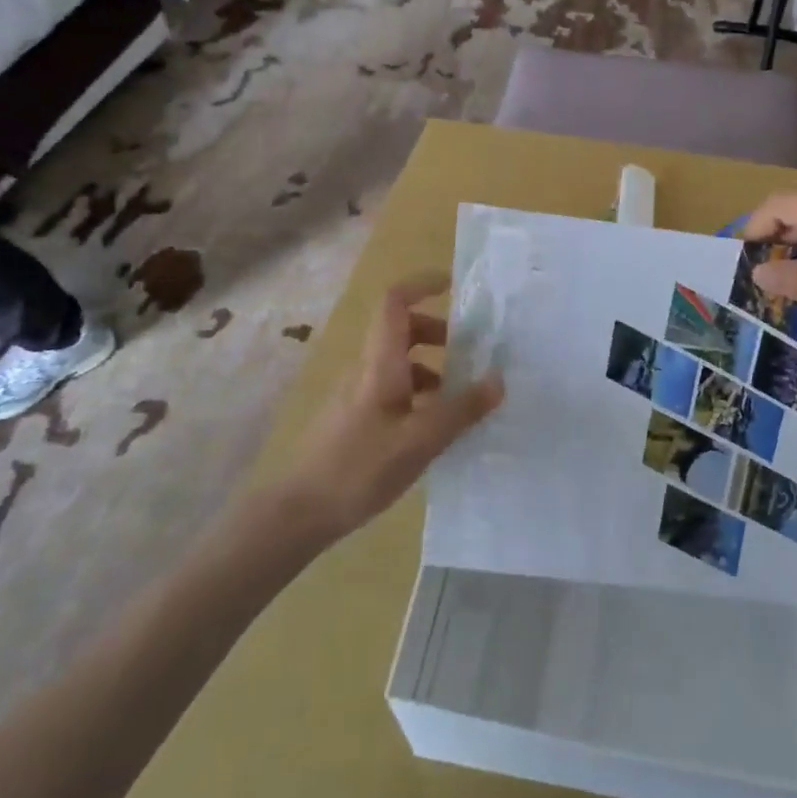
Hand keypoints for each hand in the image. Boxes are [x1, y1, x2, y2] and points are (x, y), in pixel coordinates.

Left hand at [284, 272, 504, 538]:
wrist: (298, 512)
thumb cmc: (360, 468)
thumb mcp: (420, 440)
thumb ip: (461, 409)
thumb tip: (498, 379)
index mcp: (380, 363)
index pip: (395, 302)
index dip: (422, 285)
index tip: (454, 286)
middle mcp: (366, 369)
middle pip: (401, 330)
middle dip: (438, 332)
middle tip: (470, 353)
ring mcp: (357, 394)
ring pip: (398, 362)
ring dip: (432, 367)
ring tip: (460, 398)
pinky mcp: (355, 419)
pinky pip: (393, 389)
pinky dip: (419, 393)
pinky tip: (434, 428)